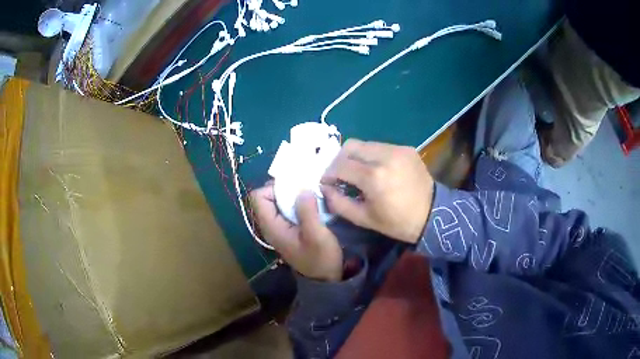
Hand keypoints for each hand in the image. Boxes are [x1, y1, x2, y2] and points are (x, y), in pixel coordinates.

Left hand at [251, 183, 342, 281]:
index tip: (295, 188)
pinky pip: (287, 210)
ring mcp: (279, 228)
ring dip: (293, 196)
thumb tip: (302, 188)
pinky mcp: (289, 230)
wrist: (325, 279)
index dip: (273, 188)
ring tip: (311, 194)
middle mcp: (271, 226)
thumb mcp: (316, 234)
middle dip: (285, 189)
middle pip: (267, 197)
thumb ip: (307, 210)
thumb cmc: (320, 258)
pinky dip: (297, 203)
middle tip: (305, 188)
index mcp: (272, 227)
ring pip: (278, 203)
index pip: (258, 197)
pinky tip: (312, 204)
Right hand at [321, 139, 433, 243]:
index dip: (328, 173)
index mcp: (374, 177)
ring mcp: (397, 149)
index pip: (340, 165)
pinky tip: (376, 169)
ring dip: (355, 157)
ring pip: (365, 144)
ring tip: (358, 172)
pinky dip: (372, 156)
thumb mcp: (364, 219)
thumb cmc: (397, 222)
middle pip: (350, 146)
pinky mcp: (406, 148)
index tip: (327, 182)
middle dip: (339, 160)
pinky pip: (380, 146)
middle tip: (340, 175)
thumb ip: (338, 203)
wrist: (433, 214)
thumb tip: (325, 188)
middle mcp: (384, 156)